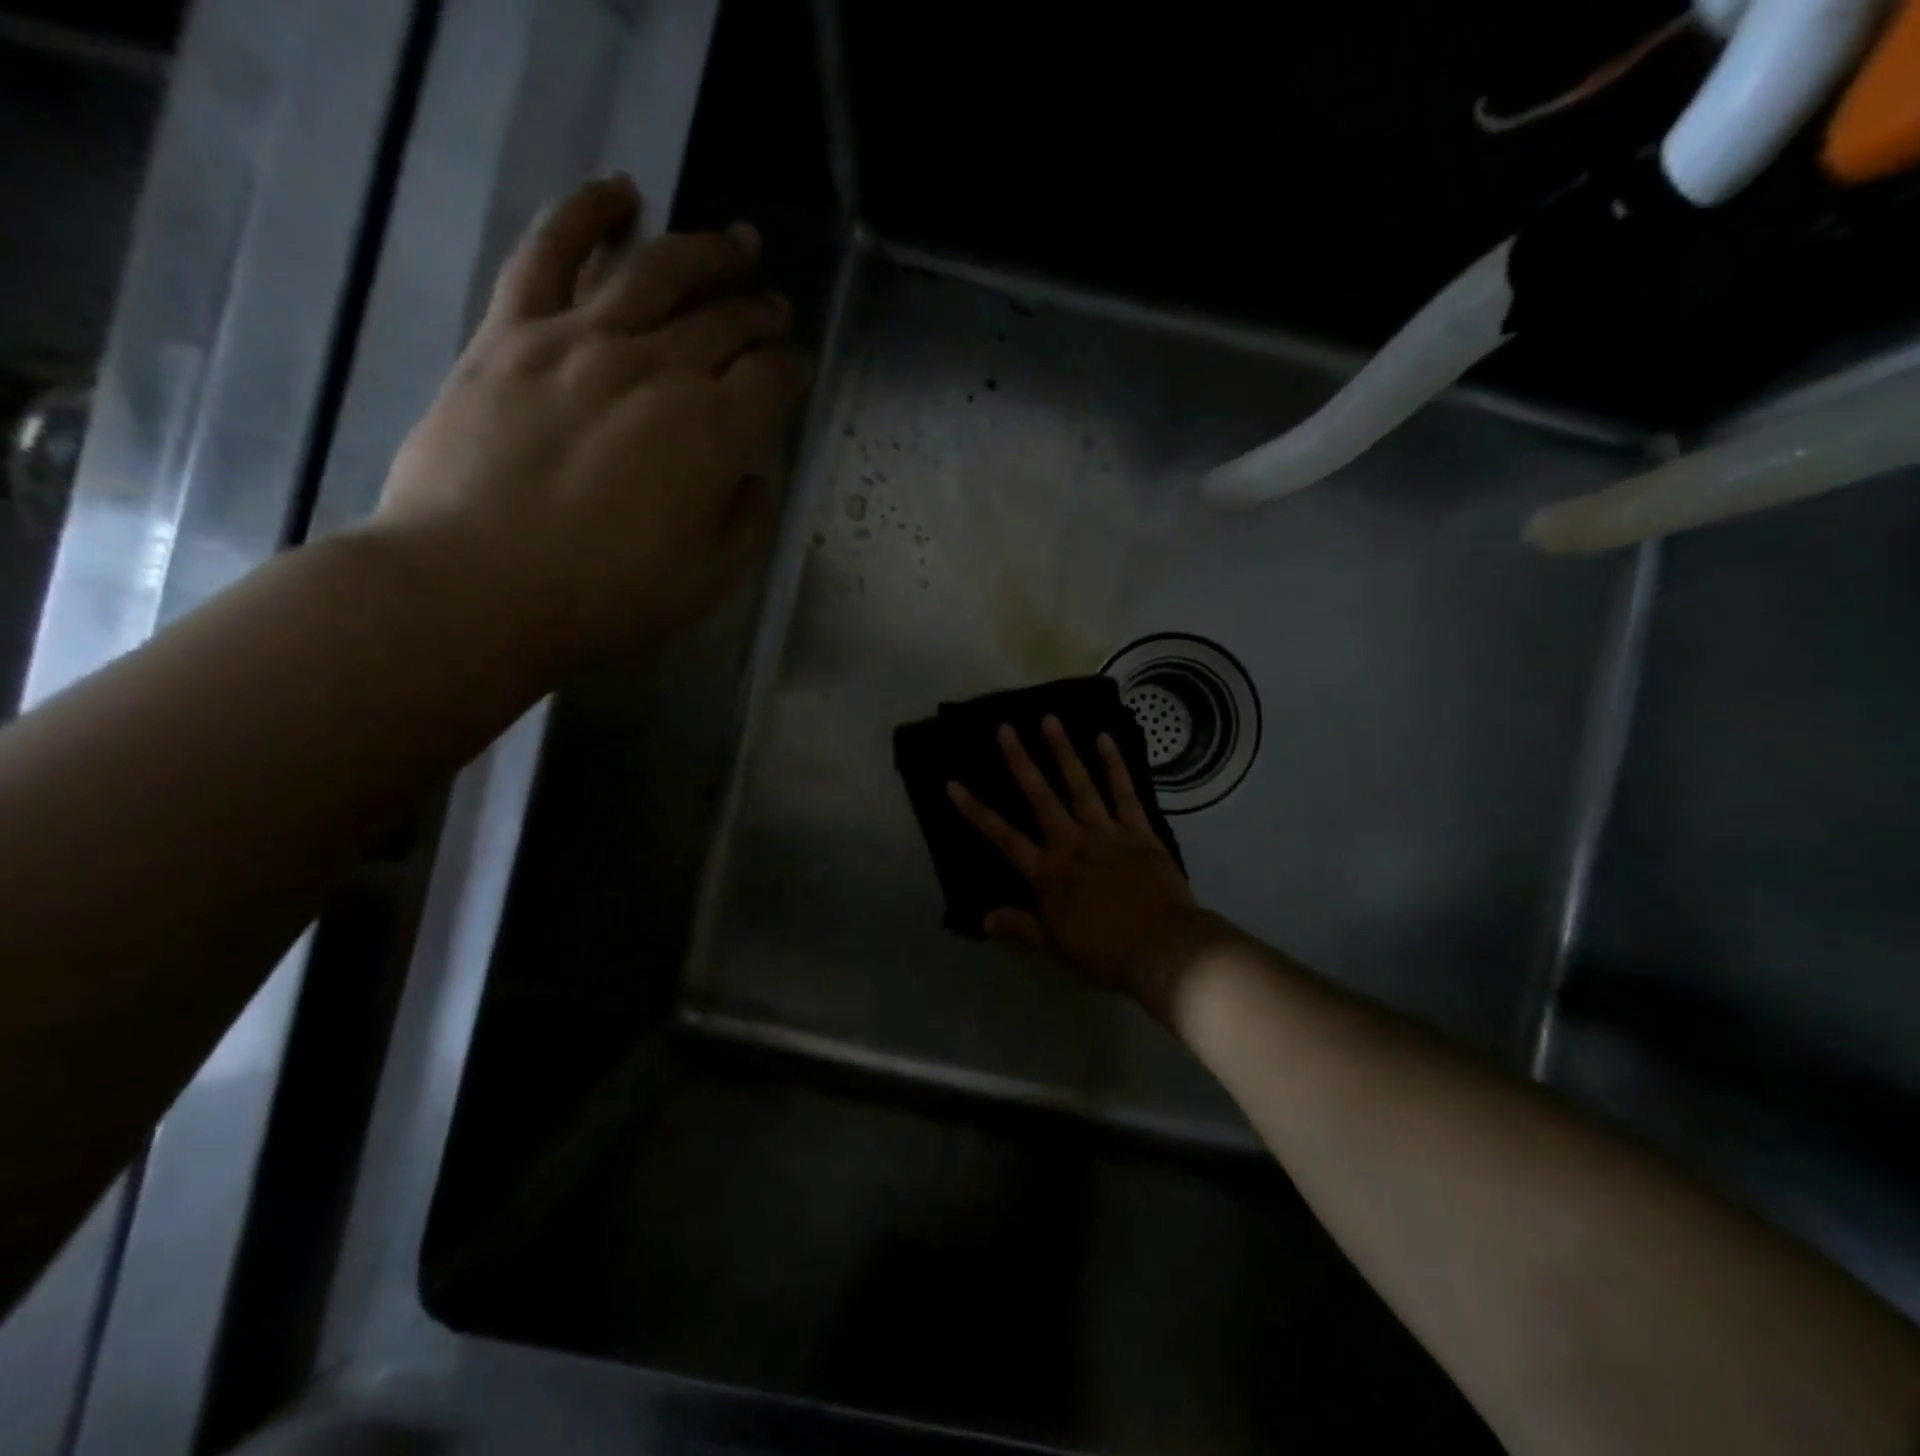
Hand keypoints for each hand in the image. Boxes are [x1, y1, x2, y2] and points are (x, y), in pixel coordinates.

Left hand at [373, 174, 810, 674]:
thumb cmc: (607, 598)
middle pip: (725, 320)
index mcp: (715, 432)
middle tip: (774, 306)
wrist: (476, 589)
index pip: (772, 378)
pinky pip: (551, 251)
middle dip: (760, 310)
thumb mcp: (711, 579)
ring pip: (658, 271)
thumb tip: (751, 474)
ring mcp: (581, 340)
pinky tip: (621, 192)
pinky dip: (588, 211)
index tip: (798, 370)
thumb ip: (747, 519)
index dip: (794, 369)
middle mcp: (659, 369)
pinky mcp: (512, 332)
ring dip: (706, 251)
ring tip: (735, 241)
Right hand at [946, 717, 1225, 1022]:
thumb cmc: (1105, 953)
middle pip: (1040, 797)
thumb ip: (1020, 925)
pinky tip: (1106, 739)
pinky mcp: (1139, 831)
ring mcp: (1107, 833)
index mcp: (1048, 873)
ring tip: (1050, 719)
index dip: (976, 811)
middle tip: (1005, 728)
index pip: (1003, 837)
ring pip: (1080, 785)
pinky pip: (1125, 793)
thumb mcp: (1055, 944)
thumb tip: (983, 918)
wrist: (1164, 950)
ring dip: (1064, 751)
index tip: (953, 783)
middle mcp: (1072, 844)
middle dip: (1020, 762)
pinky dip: (1115, 766)